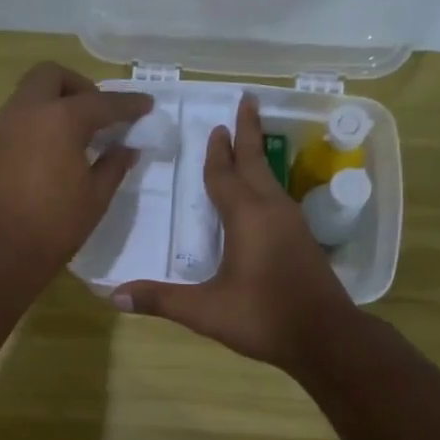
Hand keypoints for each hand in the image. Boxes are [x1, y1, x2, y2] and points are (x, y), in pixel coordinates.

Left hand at [0, 62, 152, 286]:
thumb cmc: (54, 225)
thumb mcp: (95, 197)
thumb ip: (114, 166)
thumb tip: (126, 149)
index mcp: (61, 119)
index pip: (102, 102)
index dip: (128, 104)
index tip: (146, 105)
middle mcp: (28, 112)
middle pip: (52, 76)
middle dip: (79, 86)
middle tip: (97, 114)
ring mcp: (3, 127)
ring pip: (30, 94)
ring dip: (55, 103)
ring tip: (76, 135)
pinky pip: (18, 119)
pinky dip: (38, 123)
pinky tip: (52, 152)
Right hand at [115, 94, 357, 370]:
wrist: (326, 337)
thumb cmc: (264, 317)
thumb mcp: (206, 311)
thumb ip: (161, 300)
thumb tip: (113, 295)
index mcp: (247, 216)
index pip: (225, 175)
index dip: (217, 152)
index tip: (216, 125)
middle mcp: (272, 210)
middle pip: (256, 162)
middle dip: (249, 132)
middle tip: (247, 101)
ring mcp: (293, 223)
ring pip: (271, 179)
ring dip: (257, 157)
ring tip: (249, 142)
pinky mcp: (304, 240)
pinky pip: (279, 198)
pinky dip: (266, 183)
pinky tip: (263, 197)